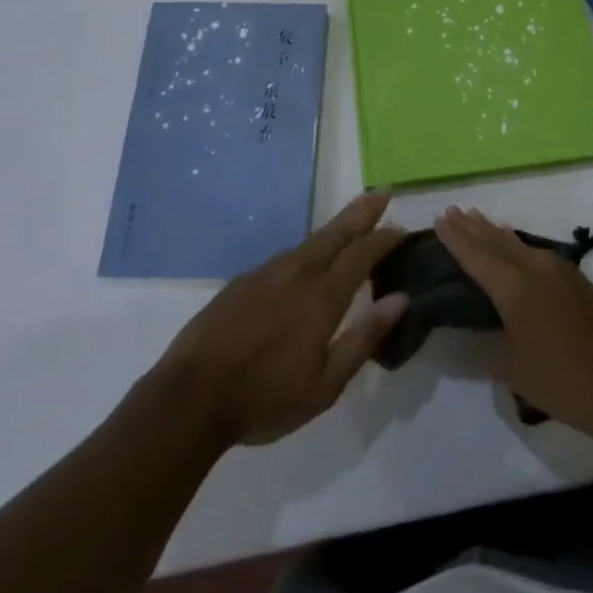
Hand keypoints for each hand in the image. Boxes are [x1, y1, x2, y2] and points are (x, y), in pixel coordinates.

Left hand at [153, 195, 407, 447]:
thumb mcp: (325, 385)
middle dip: (362, 212)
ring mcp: (267, 272)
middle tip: (381, 193)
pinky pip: (286, 257)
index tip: (401, 229)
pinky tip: (307, 262)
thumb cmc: (265, 399)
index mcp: (322, 297)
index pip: (362, 254)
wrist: (191, 398)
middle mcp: (297, 273)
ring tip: (350, 226)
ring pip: (309, 242)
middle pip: (336, 233)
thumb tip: (400, 299)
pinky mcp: (244, 280)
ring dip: (335, 229)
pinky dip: (307, 250)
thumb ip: (364, 338)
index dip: (384, 239)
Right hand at [434, 207, 592, 438]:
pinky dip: (516, 244)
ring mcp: (558, 269)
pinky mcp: (575, 278)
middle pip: (495, 241)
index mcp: (512, 286)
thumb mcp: (511, 366)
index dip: (455, 237)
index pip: (475, 255)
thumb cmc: (560, 381)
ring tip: (475, 218)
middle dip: (471, 227)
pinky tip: (512, 244)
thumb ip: (489, 339)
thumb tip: (476, 325)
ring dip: (494, 231)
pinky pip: (535, 251)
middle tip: (451, 211)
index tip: (439, 219)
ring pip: (517, 243)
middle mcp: (533, 267)